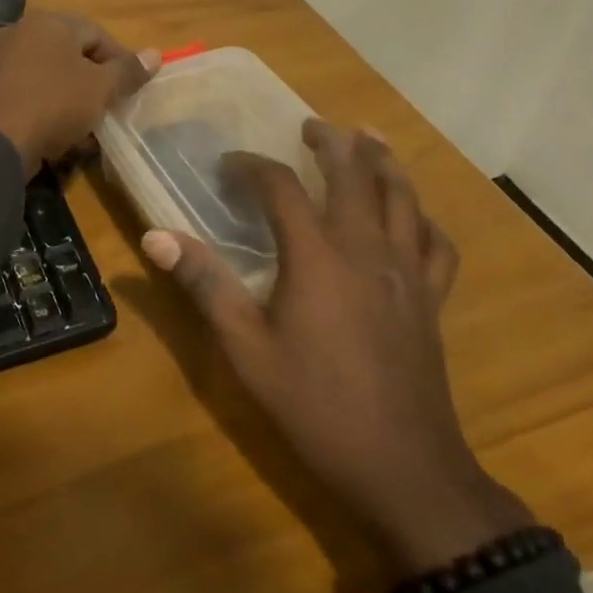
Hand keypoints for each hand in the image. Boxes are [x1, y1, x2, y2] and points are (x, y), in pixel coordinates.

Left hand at [0, 13, 157, 172]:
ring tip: (87, 121)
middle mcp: (19, 31)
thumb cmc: (54, 104)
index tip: (132, 87)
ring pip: (47, 73)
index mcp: (48, 22)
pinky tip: (57, 129)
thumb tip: (156, 55)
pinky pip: (26, 90)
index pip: (96, 33)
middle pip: (69, 52)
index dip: (120, 59)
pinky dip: (45, 104)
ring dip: (70, 94)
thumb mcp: (100, 89)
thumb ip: (128, 71)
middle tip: (110, 104)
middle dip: (93, 78)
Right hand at [141, 119, 531, 578]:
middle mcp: (366, 250)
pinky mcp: (432, 299)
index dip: (253, 167)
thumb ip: (204, 285)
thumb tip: (155, 236)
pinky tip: (413, 214)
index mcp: (317, 257)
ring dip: (383, 161)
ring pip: (402, 197)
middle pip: (354, 176)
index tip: (229, 166)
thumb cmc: (315, 407)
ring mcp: (407, 272)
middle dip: (331, 143)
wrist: (403, 467)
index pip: (282, 188)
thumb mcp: (246, 349)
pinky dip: (423, 217)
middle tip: (311, 125)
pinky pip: (437, 243)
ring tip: (368, 138)